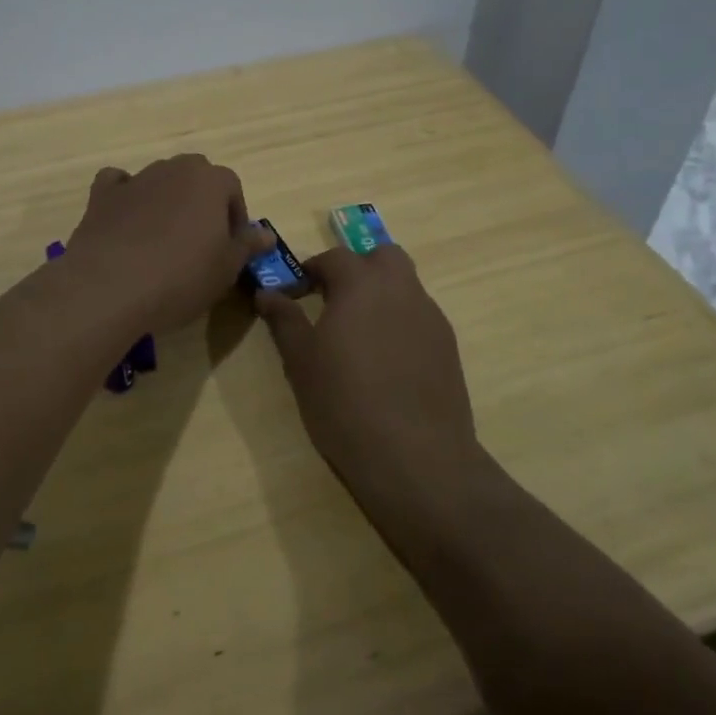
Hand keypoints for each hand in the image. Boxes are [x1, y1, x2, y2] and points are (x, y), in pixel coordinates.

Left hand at [65, 156, 270, 331]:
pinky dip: (125, 196)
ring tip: (162, 242)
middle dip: (201, 202)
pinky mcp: (102, 195)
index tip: (230, 247)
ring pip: (160, 181)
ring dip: (166, 202)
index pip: (232, 187)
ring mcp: (136, 179)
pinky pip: (118, 185)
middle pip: (195, 177)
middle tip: (199, 243)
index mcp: (210, 180)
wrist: (110, 287)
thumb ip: (247, 246)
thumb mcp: (226, 269)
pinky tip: (126, 222)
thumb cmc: (181, 277)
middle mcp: (173, 169)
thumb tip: (266, 234)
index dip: (234, 217)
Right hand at [255, 244, 477, 499]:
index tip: (297, 289)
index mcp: (361, 284)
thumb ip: (284, 320)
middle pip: (383, 257)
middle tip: (335, 300)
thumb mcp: (301, 362)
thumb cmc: (345, 402)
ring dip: (382, 295)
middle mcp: (401, 289)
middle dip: (359, 268)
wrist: (416, 457)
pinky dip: (401, 322)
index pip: (335, 257)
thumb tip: (267, 292)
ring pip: (406, 286)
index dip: (313, 269)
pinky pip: (420, 317)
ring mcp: (430, 317)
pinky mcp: (448, 347)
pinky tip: (388, 361)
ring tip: (360, 335)